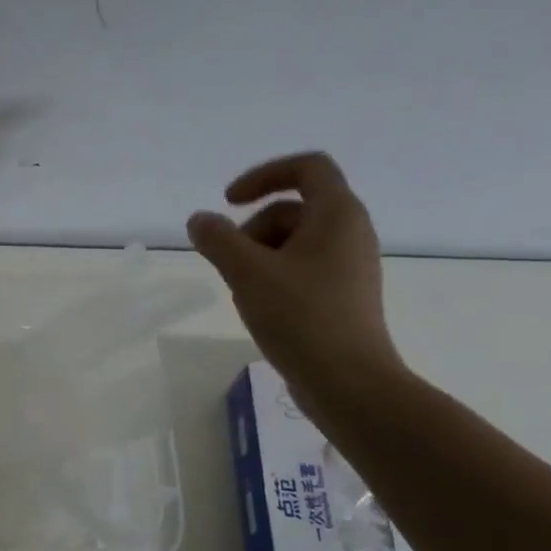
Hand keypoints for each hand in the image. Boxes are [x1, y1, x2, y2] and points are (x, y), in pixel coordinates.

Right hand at [187, 151, 404, 411]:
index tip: (229, 201)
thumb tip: (200, 221)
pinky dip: (275, 277)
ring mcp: (350, 266)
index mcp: (338, 214)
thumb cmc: (301, 317)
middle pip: (293, 209)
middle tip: (231, 264)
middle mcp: (351, 233)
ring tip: (243, 292)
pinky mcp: (343, 296)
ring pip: (295, 243)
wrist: (348, 382)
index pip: (307, 167)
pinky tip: (260, 308)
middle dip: (253, 229)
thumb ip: (218, 240)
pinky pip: (303, 269)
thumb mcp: (248, 274)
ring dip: (259, 257)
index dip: (264, 175)